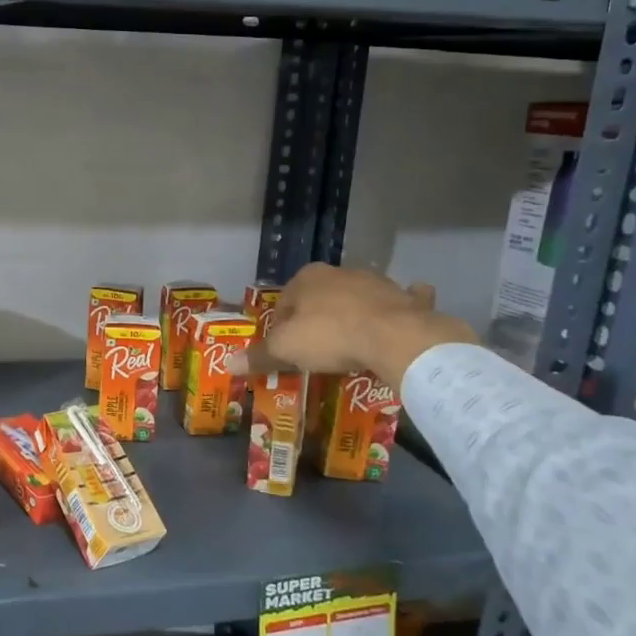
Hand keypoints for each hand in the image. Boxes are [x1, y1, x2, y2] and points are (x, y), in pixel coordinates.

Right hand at [238, 264, 476, 388]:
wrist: (394, 337)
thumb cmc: (329, 336)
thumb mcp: (285, 349)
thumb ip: (259, 355)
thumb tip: (228, 363)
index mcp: (306, 278)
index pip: (284, 303)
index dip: (281, 329)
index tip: (286, 351)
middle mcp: (339, 272)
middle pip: (320, 299)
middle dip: (316, 319)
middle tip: (317, 351)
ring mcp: (376, 282)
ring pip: (357, 299)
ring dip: (352, 315)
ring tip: (351, 346)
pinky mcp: (406, 298)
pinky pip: (401, 303)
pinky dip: (399, 309)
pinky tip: (397, 326)